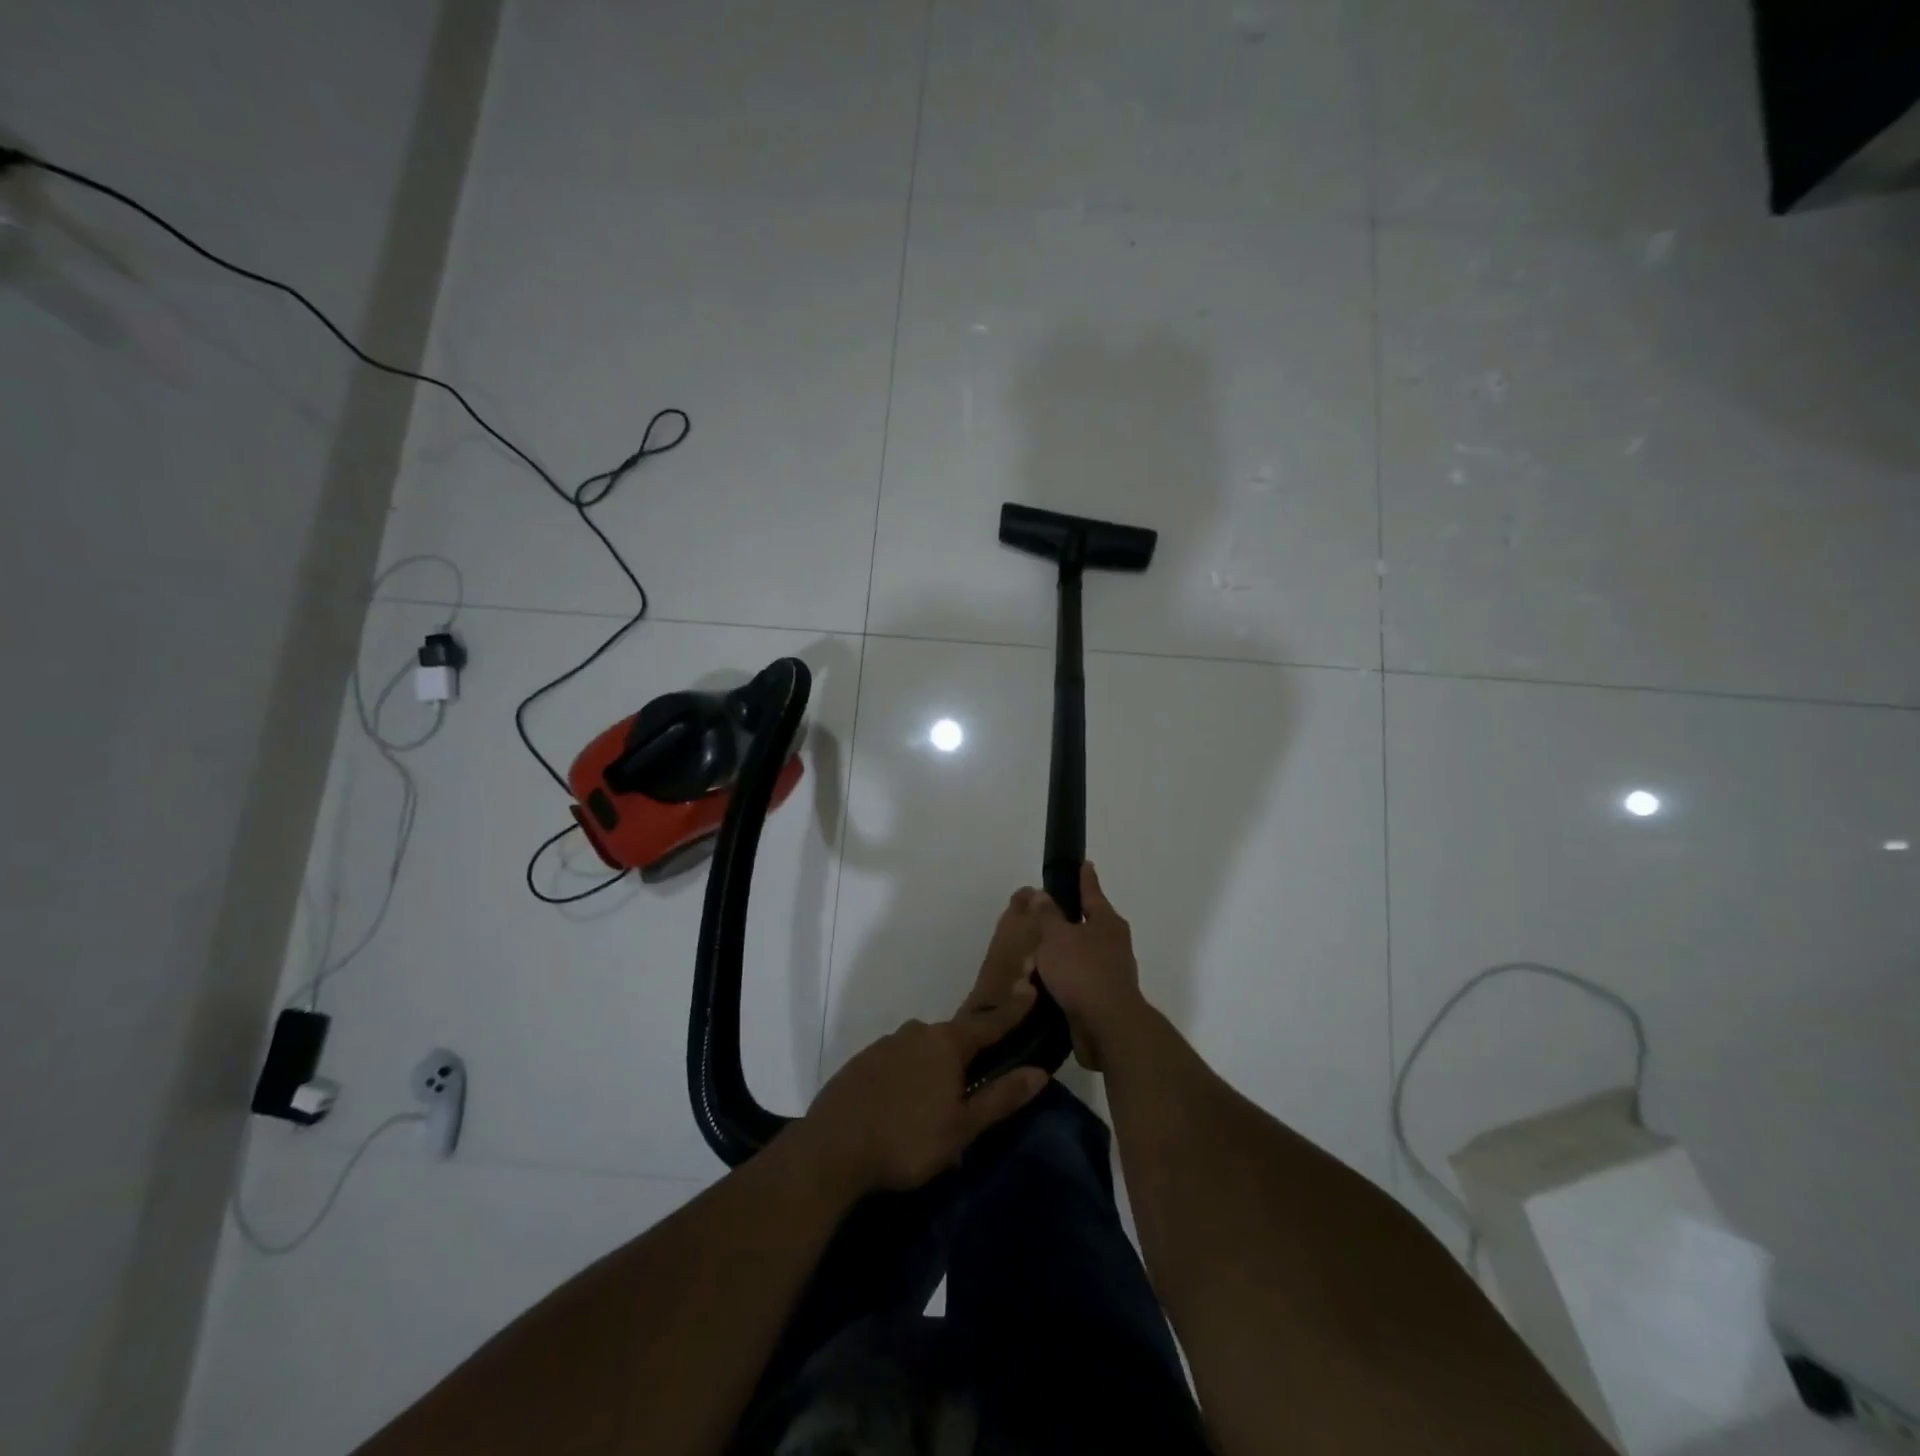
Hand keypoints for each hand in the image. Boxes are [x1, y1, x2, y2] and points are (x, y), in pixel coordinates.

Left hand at [802, 984, 1050, 1195]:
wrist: (831, 1150)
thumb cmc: (907, 1140)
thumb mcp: (962, 1128)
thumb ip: (1001, 1097)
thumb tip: (1040, 1072)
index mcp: (946, 1043)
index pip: (988, 1023)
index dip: (1012, 1010)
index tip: (1029, 989)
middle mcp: (917, 1032)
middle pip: (953, 1039)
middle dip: (966, 1060)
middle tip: (971, 1094)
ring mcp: (886, 1044)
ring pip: (923, 1051)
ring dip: (934, 1073)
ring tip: (933, 1114)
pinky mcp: (862, 1061)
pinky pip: (898, 1062)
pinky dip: (908, 1078)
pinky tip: (902, 1109)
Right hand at [1030, 863, 1147, 1070]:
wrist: (1107, 1027)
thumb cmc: (1082, 971)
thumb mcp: (1056, 937)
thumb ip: (1047, 914)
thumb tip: (1042, 894)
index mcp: (1107, 922)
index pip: (1092, 892)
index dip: (1085, 878)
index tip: (1084, 863)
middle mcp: (1114, 943)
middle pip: (1087, 924)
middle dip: (1066, 920)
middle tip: (1043, 914)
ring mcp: (1111, 971)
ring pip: (1080, 954)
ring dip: (1060, 954)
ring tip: (1035, 954)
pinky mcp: (1103, 997)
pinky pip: (1077, 979)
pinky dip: (1061, 978)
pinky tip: (1043, 983)